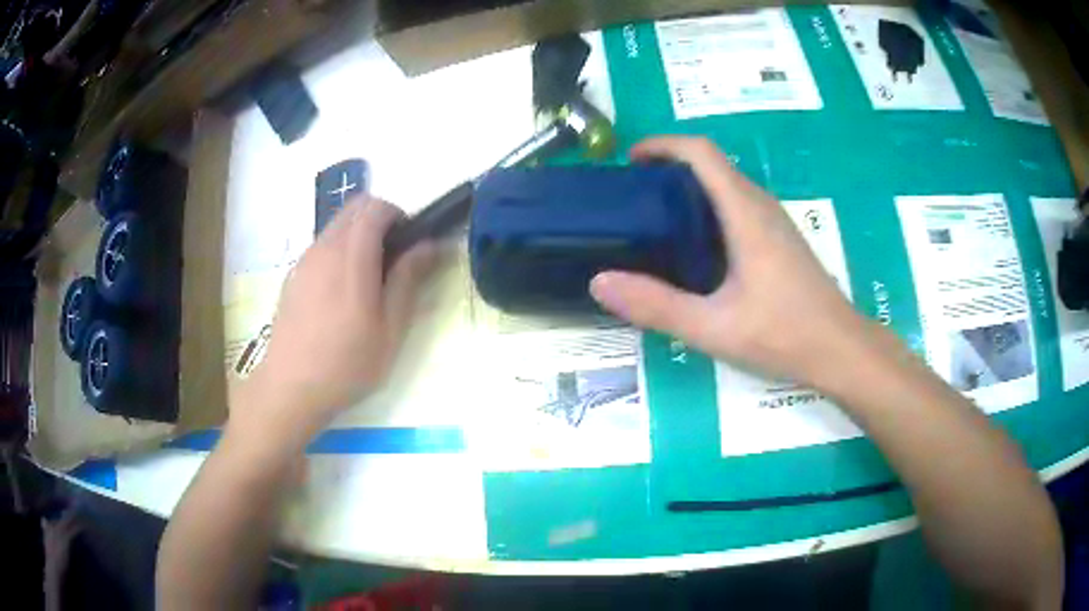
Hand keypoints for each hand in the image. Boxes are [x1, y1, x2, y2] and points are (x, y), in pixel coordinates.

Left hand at [240, 196, 435, 436]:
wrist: (290, 389)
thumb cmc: (346, 363)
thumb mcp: (389, 329)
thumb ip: (408, 279)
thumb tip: (430, 244)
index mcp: (350, 256)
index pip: (375, 207)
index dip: (398, 216)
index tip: (409, 245)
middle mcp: (323, 248)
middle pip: (354, 208)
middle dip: (379, 221)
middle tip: (393, 260)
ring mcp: (304, 261)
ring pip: (336, 227)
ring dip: (358, 237)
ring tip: (368, 282)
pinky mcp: (292, 276)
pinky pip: (321, 247)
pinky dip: (339, 253)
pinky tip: (340, 296)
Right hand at [590, 136, 869, 386]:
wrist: (840, 350)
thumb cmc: (783, 334)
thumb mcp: (713, 327)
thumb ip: (656, 305)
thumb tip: (599, 281)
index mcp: (745, 213)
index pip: (702, 153)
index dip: (663, 145)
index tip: (629, 161)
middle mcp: (761, 206)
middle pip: (712, 165)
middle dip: (670, 167)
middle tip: (634, 196)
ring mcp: (775, 222)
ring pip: (727, 186)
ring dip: (690, 189)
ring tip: (656, 220)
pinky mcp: (780, 241)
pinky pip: (738, 208)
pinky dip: (708, 210)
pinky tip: (695, 250)